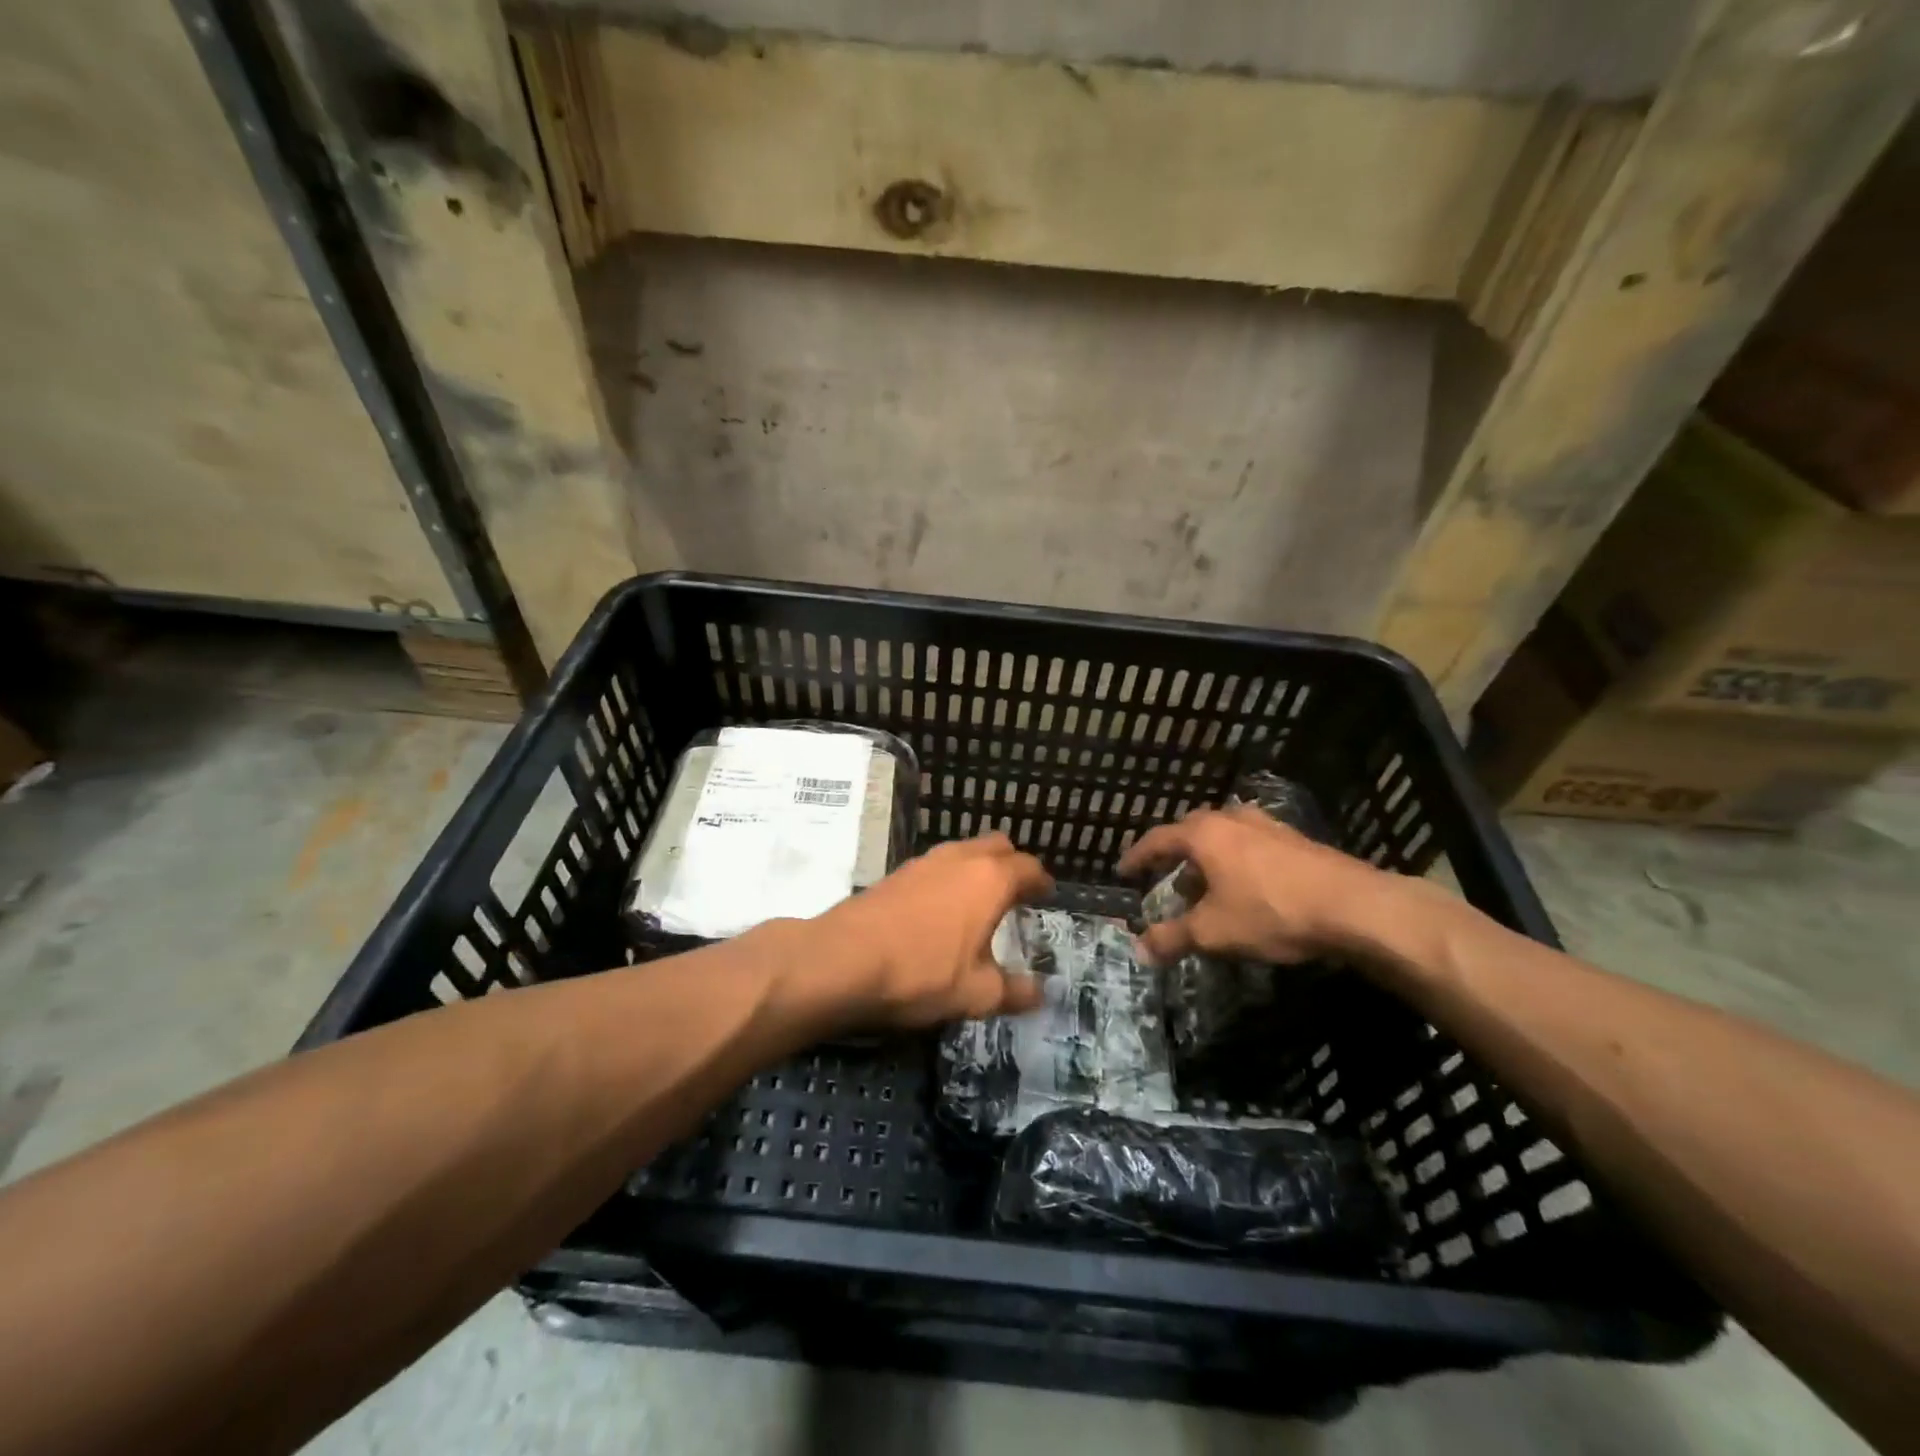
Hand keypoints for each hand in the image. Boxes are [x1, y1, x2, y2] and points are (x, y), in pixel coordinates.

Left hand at [812, 833, 1053, 1026]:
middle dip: (1011, 864)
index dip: (1041, 881)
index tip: (1046, 895)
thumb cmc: (921, 973)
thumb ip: (1013, 991)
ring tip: (979, 901)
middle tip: (1016, 893)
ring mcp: (924, 861)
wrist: (842, 960)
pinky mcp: (896, 873)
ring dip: (977, 868)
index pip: (1028, 867)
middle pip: (996, 846)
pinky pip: (935, 866)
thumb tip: (1039, 994)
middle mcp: (960, 859)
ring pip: (963, 851)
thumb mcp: (976, 994)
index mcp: (990, 879)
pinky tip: (940, 910)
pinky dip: (948, 878)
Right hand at [1117, 804, 1386, 964]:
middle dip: (1175, 857)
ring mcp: (1267, 827)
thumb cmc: (1270, 912)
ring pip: (1224, 838)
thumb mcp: (1213, 932)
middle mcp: (1232, 820)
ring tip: (1207, 890)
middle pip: (1191, 832)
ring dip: (1209, 861)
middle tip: (1167, 880)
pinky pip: (1251, 846)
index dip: (1137, 857)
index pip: (1157, 839)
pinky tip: (1247, 891)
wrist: (1353, 906)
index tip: (1123, 871)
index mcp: (1204, 834)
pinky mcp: (1296, 841)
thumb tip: (1139, 949)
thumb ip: (1172, 938)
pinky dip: (1237, 864)